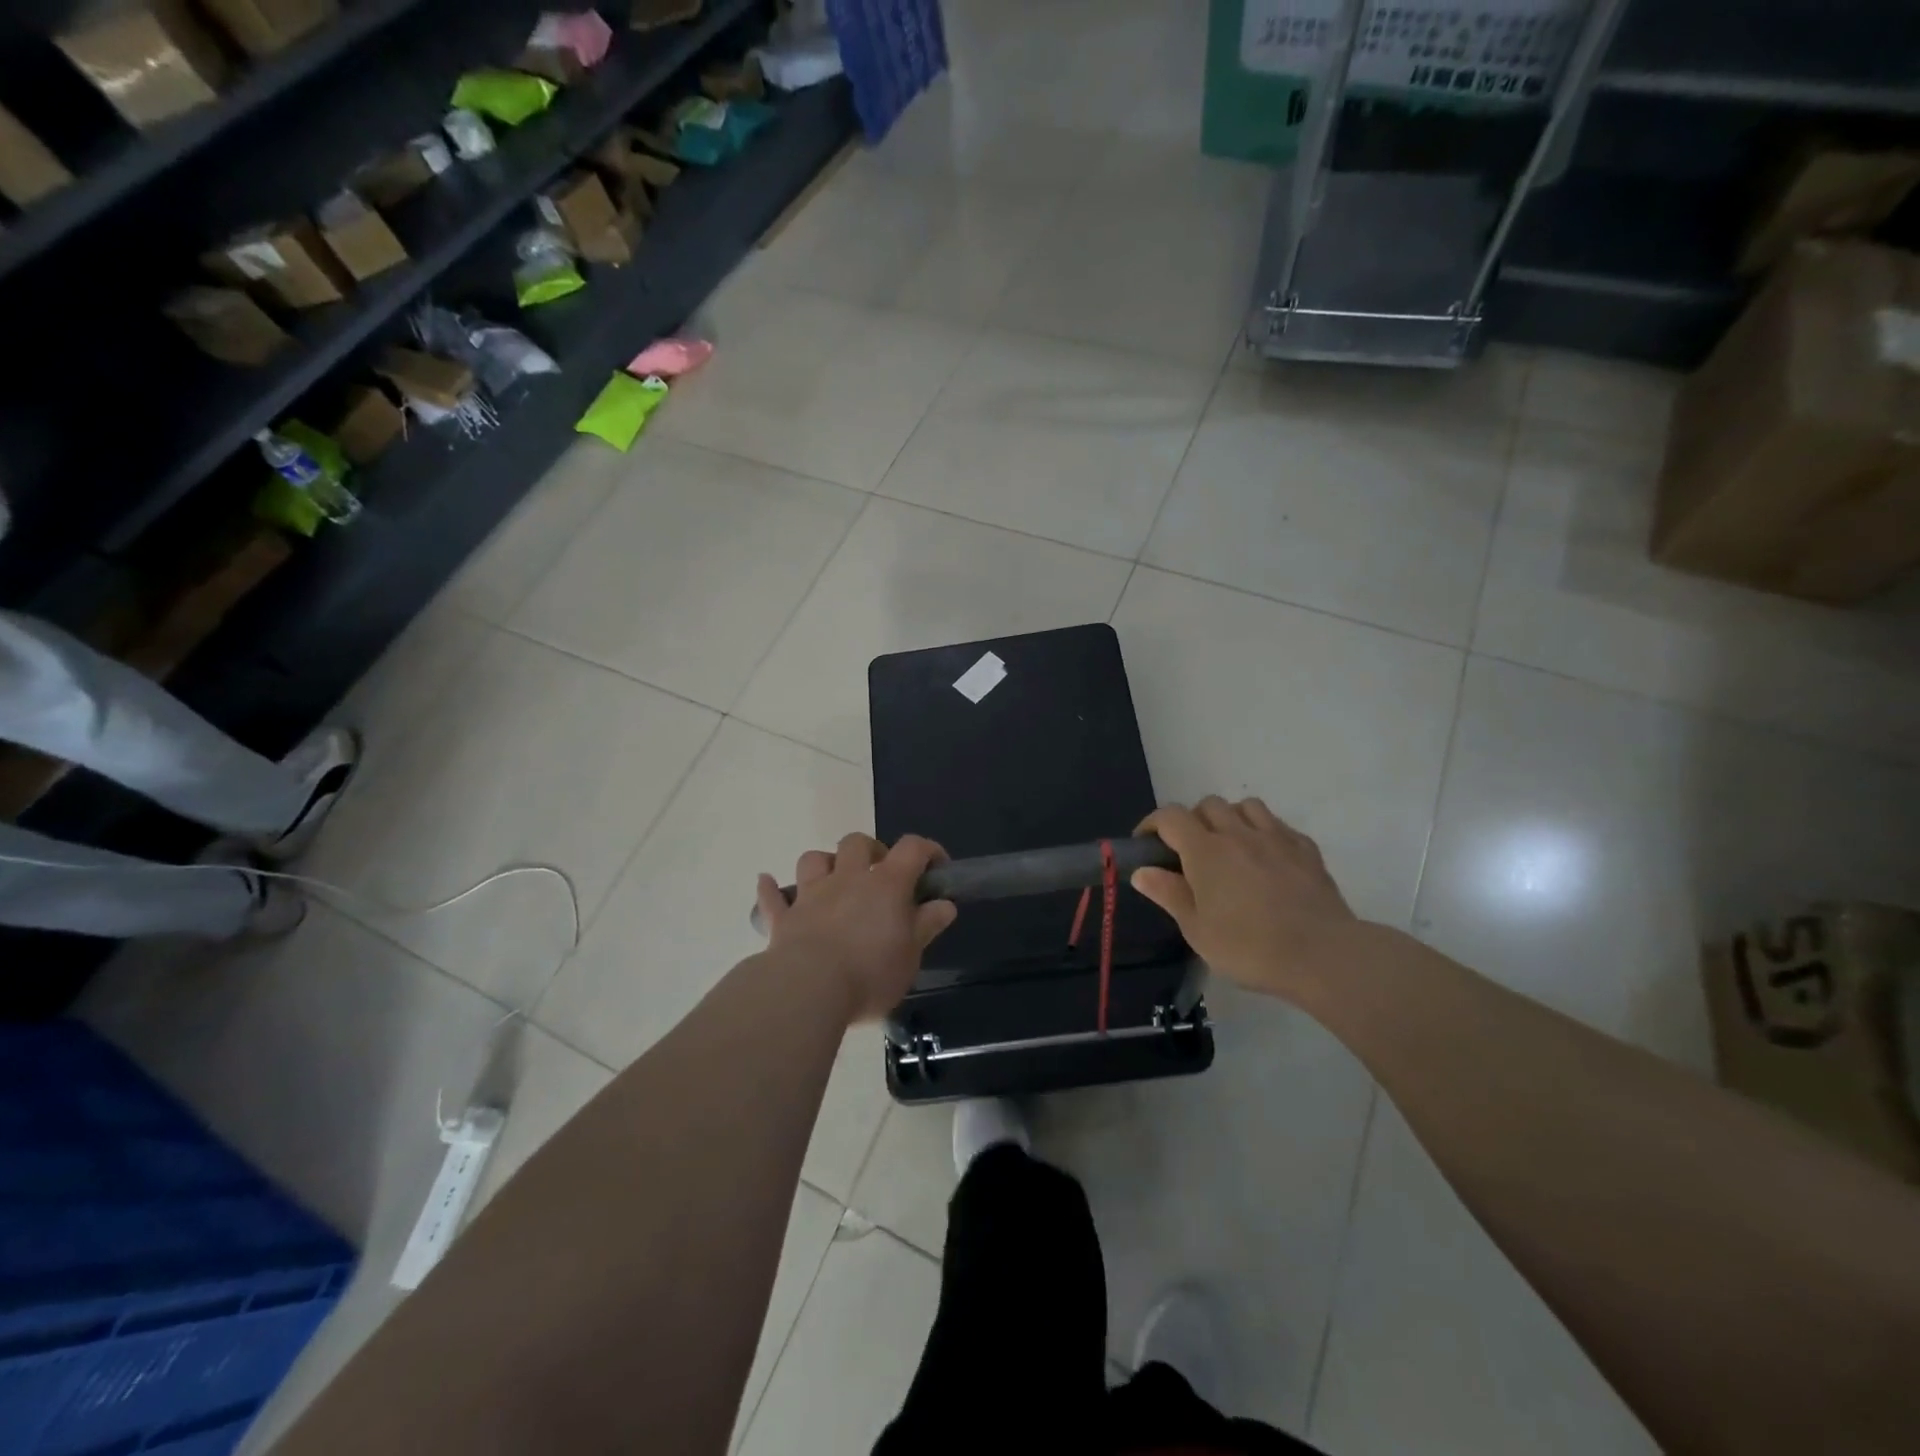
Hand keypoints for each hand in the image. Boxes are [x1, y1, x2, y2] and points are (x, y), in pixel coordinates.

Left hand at [755, 834, 956, 1022]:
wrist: (809, 989)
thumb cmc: (870, 973)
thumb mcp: (911, 955)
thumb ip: (926, 925)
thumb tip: (944, 904)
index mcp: (886, 885)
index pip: (912, 849)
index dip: (927, 851)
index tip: (937, 868)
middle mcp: (847, 879)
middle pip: (857, 843)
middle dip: (870, 851)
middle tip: (879, 874)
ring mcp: (811, 895)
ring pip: (813, 859)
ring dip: (825, 864)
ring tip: (833, 881)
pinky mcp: (783, 919)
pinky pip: (772, 897)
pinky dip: (771, 889)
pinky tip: (768, 883)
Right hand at [1132, 797, 1356, 998]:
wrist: (1323, 955)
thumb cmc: (1250, 947)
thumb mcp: (1197, 930)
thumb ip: (1169, 894)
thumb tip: (1142, 871)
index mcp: (1205, 851)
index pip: (1170, 817)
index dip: (1152, 824)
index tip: (1145, 844)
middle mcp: (1238, 834)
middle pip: (1207, 804)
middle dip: (1192, 820)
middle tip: (1190, 851)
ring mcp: (1276, 837)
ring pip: (1246, 806)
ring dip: (1230, 818)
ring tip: (1229, 846)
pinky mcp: (1306, 849)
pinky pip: (1278, 825)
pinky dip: (1264, 832)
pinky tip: (1267, 857)